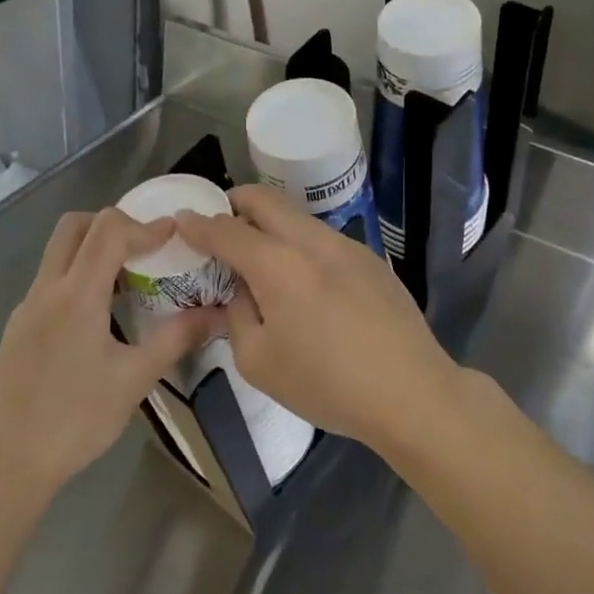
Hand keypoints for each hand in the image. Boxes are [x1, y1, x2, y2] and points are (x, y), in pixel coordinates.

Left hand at [0, 208, 217, 498]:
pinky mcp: (18, 327)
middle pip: (74, 226)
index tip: (175, 235)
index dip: (146, 226)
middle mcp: (46, 290)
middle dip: (113, 224)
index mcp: (76, 296)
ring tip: (130, 278)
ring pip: (58, 252)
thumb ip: (176, 338)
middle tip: (146, 247)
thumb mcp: (134, 379)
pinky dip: (78, 275)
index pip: (108, 232)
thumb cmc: (75, 420)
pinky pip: (50, 281)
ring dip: (93, 249)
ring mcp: (26, 307)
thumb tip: (217, 314)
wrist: (6, 462)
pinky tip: (100, 314)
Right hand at [175, 186, 461, 450]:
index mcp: (278, 264)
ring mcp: (347, 245)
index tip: (182, 222)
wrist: (411, 393)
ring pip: (296, 217)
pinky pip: (322, 238)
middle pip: (264, 200)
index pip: (226, 229)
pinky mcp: (371, 259)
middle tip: (220, 229)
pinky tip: (306, 285)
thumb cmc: (327, 384)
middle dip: (234, 204)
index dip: (198, 224)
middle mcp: (312, 241)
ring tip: (262, 262)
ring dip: (270, 226)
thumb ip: (237, 315)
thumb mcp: (258, 361)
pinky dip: (299, 245)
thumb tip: (238, 290)